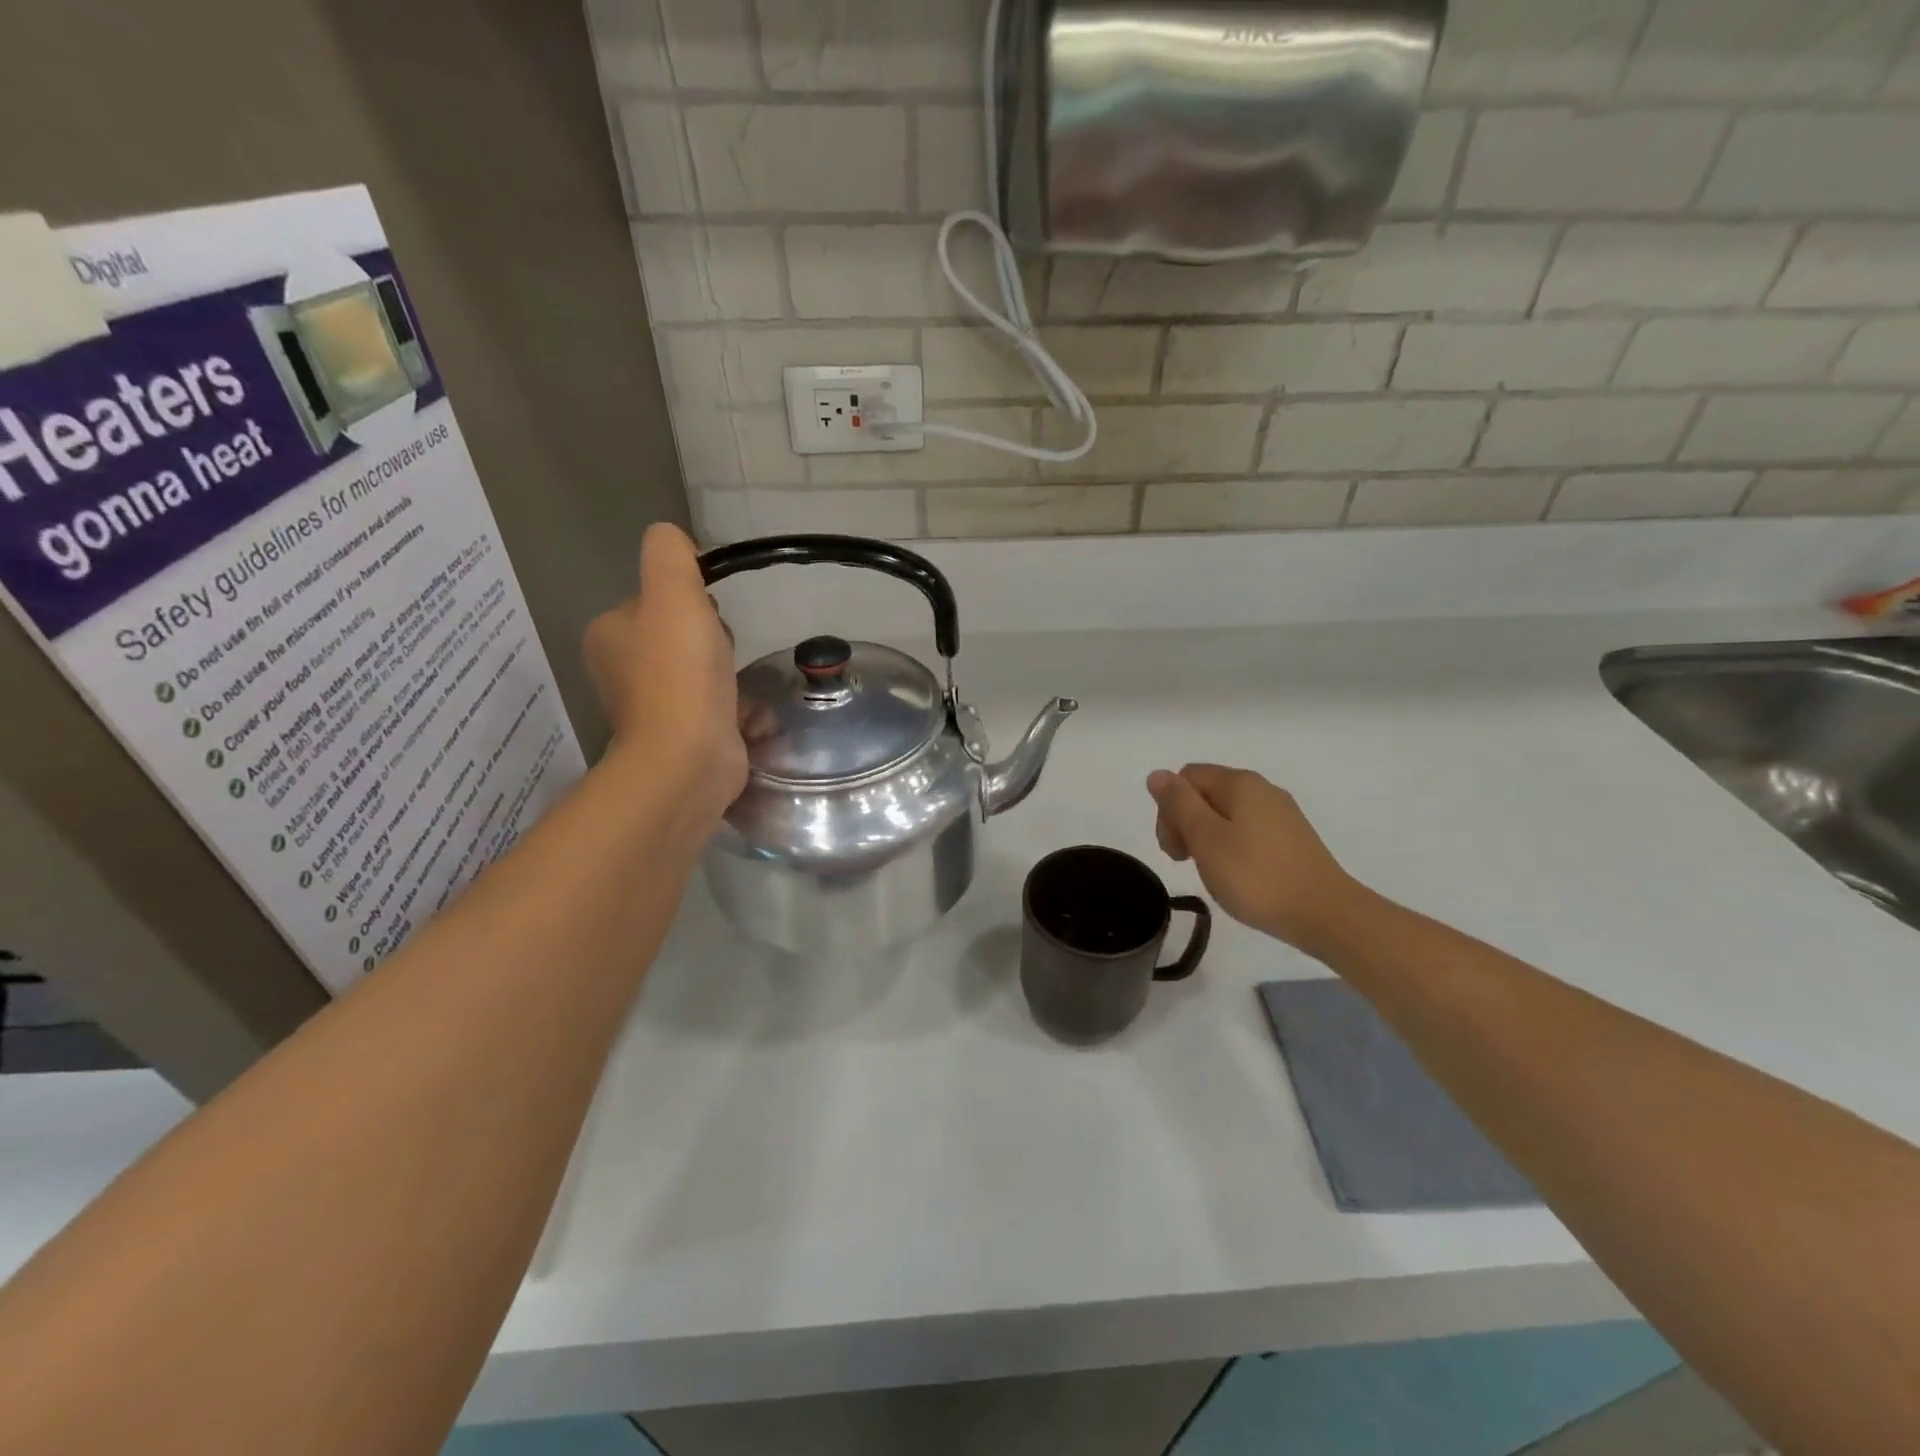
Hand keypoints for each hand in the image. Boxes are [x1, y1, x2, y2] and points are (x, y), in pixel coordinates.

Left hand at [585, 524, 746, 816]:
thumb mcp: (674, 595)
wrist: (688, 760)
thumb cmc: (680, 674)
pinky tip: (747, 715)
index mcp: (610, 634)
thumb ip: (670, 556)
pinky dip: (735, 709)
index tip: (710, 620)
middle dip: (713, 641)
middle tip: (722, 656)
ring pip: (701, 673)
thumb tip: (673, 540)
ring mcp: (652, 708)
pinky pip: (715, 708)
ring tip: (737, 689)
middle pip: (682, 636)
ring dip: (728, 675)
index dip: (692, 603)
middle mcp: (622, 670)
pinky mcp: (681, 738)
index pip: (657, 600)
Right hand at [1146, 764, 1360, 952]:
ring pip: (1226, 815)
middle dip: (1185, 823)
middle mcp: (1262, 790)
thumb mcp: (1206, 838)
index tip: (1174, 849)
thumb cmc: (1256, 876)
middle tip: (1185, 863)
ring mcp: (1281, 815)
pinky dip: (1231, 849)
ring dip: (1207, 839)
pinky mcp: (1292, 840)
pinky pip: (1247, 832)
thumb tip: (1157, 775)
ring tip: (1211, 873)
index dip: (1169, 810)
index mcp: (1240, 783)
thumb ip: (1178, 804)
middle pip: (1206, 794)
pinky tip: (1236, 876)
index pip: (1186, 778)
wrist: (1326, 914)